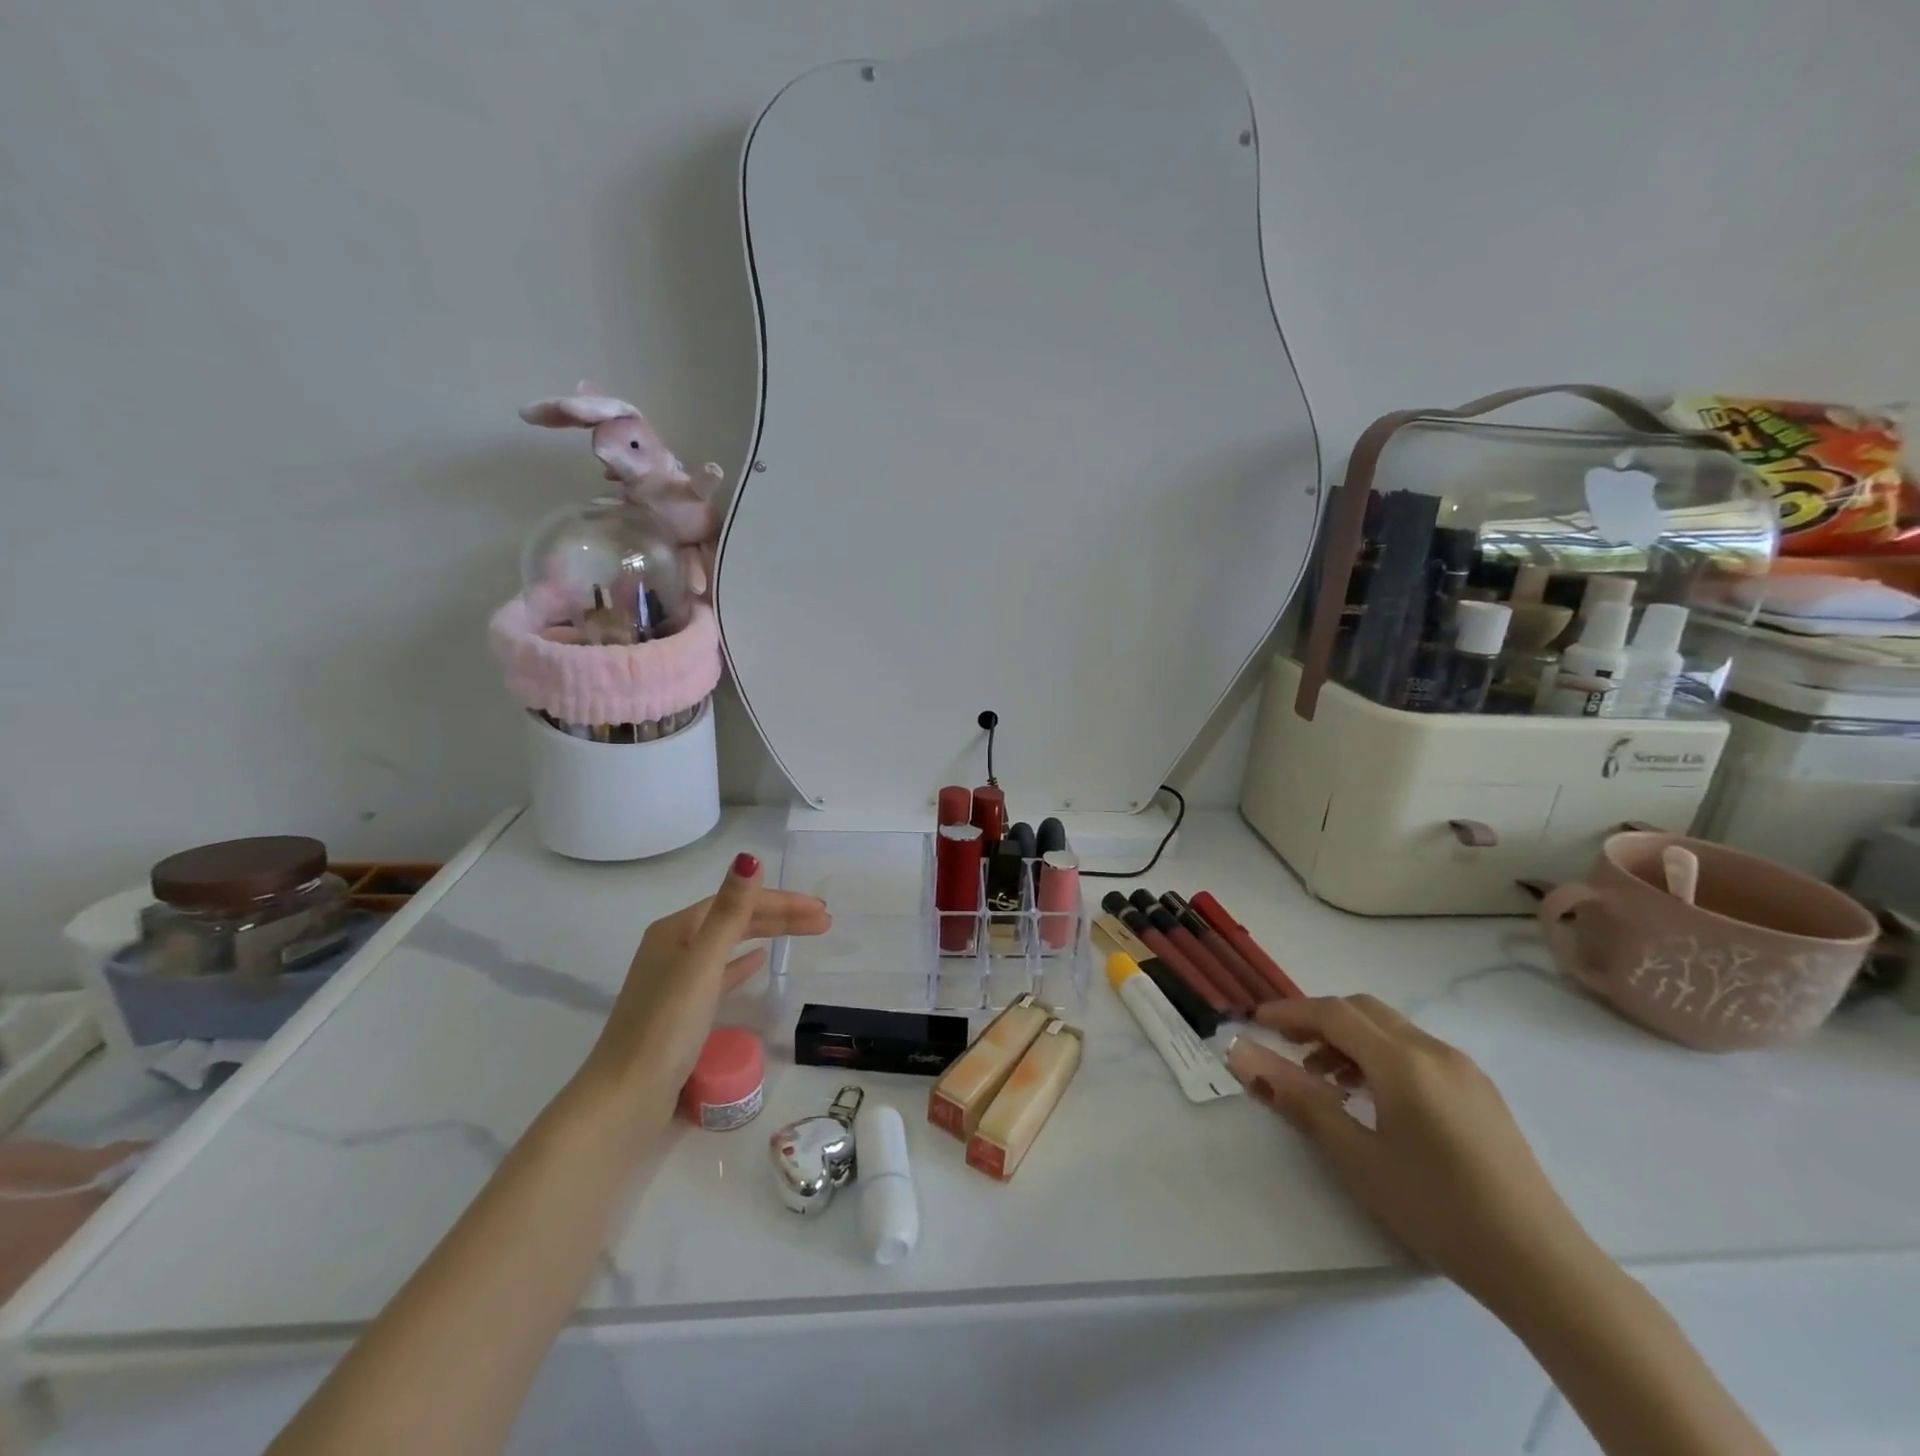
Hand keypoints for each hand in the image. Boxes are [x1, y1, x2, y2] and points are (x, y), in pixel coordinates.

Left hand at [580, 852, 830, 1112]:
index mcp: (675, 929)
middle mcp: (673, 946)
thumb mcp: (703, 963)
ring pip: (731, 944)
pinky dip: (743, 962)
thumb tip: (749, 857)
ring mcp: (676, 979)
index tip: (820, 910)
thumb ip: (730, 911)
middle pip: (735, 919)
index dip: (781, 901)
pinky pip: (721, 972)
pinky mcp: (682, 1009)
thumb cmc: (666, 1025)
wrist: (627, 1097)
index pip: (737, 901)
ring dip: (768, 935)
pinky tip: (760, 962)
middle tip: (824, 921)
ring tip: (805, 934)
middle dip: (780, 916)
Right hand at [1227, 995, 1597, 1313]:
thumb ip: (1298, 1099)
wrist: (1545, 1269)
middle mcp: (1434, 1051)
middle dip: (1319, 1020)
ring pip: (1392, 1030)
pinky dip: (1381, 1057)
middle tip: (1286, 1047)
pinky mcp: (1481, 1094)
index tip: (1255, 1022)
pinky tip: (1374, 1100)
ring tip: (1325, 1081)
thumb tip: (1243, 1056)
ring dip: (1350, 1039)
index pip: (1333, 1013)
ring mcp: (1464, 1070)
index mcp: (1402, 1061)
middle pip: (1363, 1010)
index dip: (1289, 1012)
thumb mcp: (1356, 1157)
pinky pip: (1417, 1052)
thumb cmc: (1438, 1209)